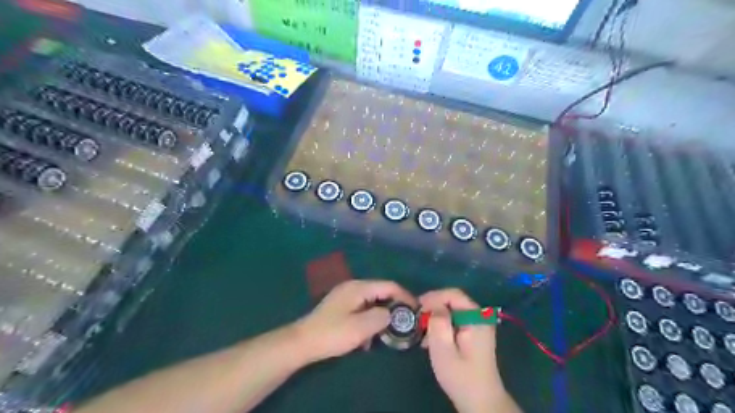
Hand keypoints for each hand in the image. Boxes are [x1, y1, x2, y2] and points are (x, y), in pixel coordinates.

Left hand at [295, 280, 418, 361]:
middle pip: (381, 292)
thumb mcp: (361, 328)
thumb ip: (381, 317)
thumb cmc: (332, 334)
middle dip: (394, 306)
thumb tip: (392, 314)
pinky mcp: (341, 306)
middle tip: (404, 322)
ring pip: (372, 302)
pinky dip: (369, 319)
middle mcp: (353, 287)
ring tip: (386, 332)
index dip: (405, 296)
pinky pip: (362, 309)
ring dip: (381, 315)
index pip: (389, 286)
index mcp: (359, 287)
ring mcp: (346, 296)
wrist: (302, 342)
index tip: (417, 310)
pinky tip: (367, 337)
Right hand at [423, 290, 509, 412]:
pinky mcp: (474, 333)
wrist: (480, 401)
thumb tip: (433, 305)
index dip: (433, 297)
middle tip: (418, 320)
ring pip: (452, 310)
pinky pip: (455, 320)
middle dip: (433, 307)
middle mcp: (480, 317)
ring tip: (423, 333)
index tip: (417, 308)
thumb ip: (438, 323)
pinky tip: (432, 339)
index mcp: (476, 318)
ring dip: (436, 317)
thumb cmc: (460, 376)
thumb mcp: (443, 350)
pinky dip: (442, 325)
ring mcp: (478, 324)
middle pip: (453, 300)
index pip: (453, 294)